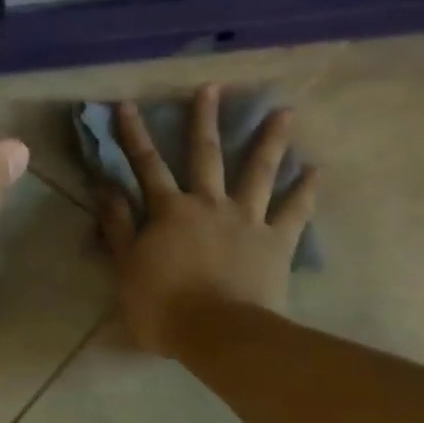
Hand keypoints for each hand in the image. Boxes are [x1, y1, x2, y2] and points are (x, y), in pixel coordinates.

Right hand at [98, 86, 316, 354]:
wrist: (220, 334)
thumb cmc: (163, 305)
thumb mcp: (126, 266)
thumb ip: (119, 226)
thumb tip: (107, 189)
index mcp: (169, 210)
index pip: (145, 165)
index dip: (133, 134)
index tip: (126, 104)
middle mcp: (209, 204)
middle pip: (206, 154)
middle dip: (205, 119)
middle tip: (212, 88)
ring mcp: (247, 220)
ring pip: (259, 172)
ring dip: (270, 140)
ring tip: (285, 111)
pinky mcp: (276, 241)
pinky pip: (295, 211)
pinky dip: (306, 190)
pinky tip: (316, 169)